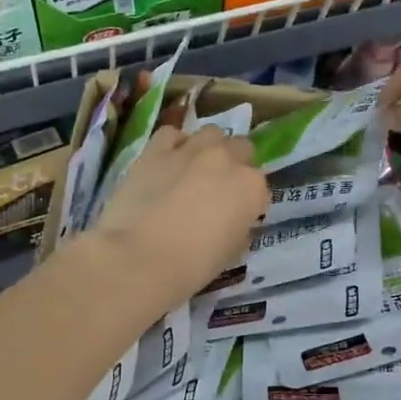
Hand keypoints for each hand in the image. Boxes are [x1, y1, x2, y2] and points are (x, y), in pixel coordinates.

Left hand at [90, 125, 269, 306]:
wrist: (141, 257)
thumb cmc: (193, 265)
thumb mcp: (232, 252)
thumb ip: (239, 226)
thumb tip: (232, 219)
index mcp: (251, 187)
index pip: (260, 187)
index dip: (249, 201)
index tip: (237, 215)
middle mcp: (226, 159)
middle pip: (241, 149)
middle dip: (234, 165)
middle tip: (217, 189)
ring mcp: (191, 149)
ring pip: (211, 134)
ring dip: (208, 148)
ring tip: (193, 170)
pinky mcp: (156, 149)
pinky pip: (171, 134)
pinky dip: (173, 144)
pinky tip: (167, 162)